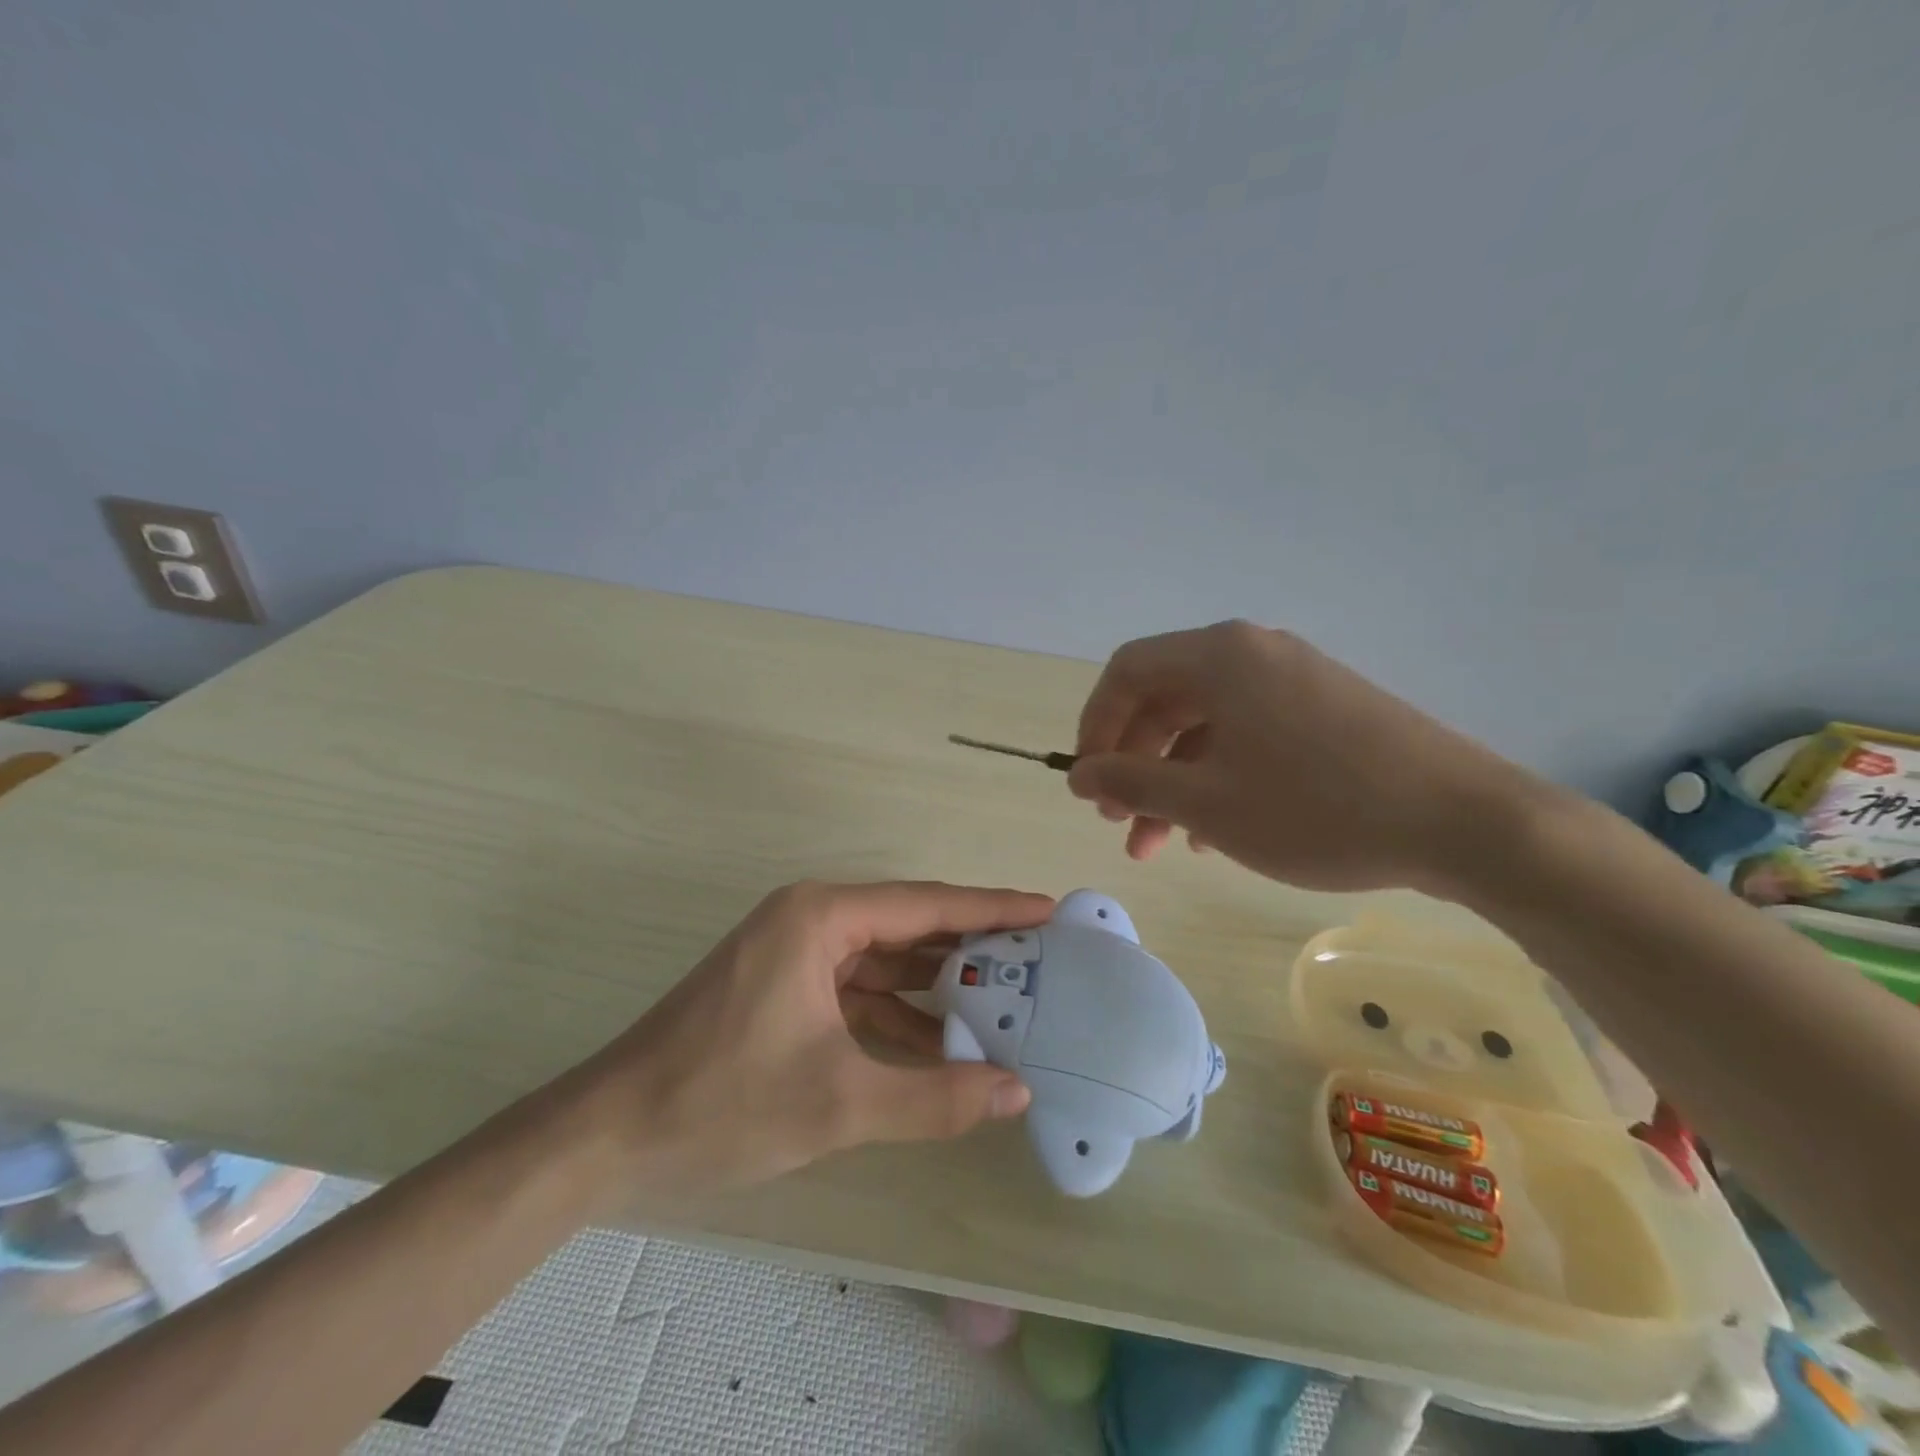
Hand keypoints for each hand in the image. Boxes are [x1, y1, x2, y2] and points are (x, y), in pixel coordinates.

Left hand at [571, 881, 1048, 1199]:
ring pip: (886, 962)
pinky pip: (859, 991)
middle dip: (972, 947)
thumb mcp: (837, 1102)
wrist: (608, 1135)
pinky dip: (899, 1016)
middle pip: (910, 926)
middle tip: (1041, 960)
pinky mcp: (786, 989)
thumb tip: (1018, 1091)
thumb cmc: (721, 1100)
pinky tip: (942, 1045)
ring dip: (937, 986)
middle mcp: (812, 920)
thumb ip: (933, 1098)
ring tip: (1006, 1003)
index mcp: (821, 917)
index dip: (993, 908)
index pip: (927, 904)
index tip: (1049, 909)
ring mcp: (795, 954)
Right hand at [1066, 620, 1545, 895]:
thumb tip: (1078, 773)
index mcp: (1219, 656)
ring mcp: (1295, 678)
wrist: (1464, 822)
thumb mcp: (1205, 803)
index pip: (1126, 672)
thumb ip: (1130, 782)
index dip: (1095, 726)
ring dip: (1174, 780)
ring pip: (1207, 723)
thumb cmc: (1316, 808)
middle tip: (1119, 822)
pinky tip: (1218, 830)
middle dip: (1134, 763)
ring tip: (1164, 844)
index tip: (1086, 781)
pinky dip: (1219, 775)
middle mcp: (1254, 652)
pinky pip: (1249, 733)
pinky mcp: (1326, 708)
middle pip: (1165, 698)